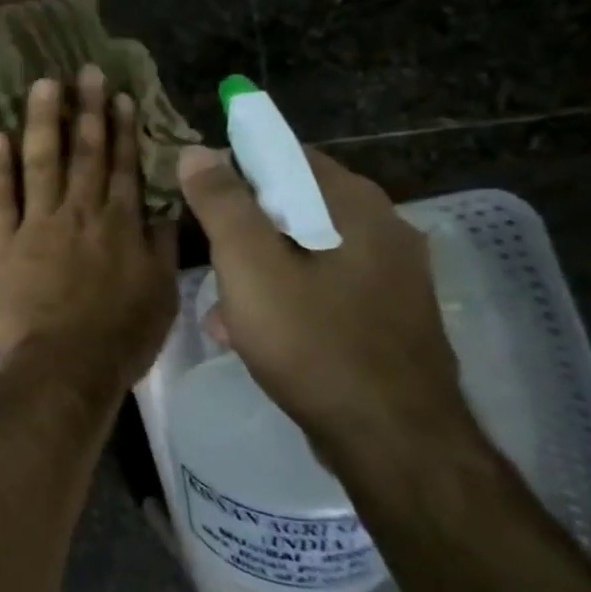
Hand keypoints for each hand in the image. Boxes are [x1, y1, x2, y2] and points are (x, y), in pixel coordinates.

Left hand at [0, 66, 177, 408]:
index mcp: (119, 225)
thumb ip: (160, 247)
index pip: (122, 166)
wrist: (66, 366)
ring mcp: (37, 224)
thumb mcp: (160, 294)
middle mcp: (80, 213)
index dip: (121, 129)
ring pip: (41, 163)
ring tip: (43, 84)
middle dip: (86, 110)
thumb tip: (161, 208)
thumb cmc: (119, 337)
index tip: (119, 96)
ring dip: (43, 121)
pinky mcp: (2, 242)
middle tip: (85, 71)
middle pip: (85, 153)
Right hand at [178, 145, 473, 455]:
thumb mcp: (250, 266)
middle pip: (292, 205)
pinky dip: (286, 297)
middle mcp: (383, 227)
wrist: (393, 441)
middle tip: (208, 262)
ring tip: (224, 311)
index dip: (234, 170)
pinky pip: (323, 286)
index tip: (198, 202)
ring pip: (304, 250)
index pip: (283, 155)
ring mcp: (392, 274)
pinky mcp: (388, 314)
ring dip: (258, 270)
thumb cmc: (313, 342)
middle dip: (241, 231)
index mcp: (354, 204)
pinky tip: (256, 334)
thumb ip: (222, 204)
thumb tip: (197, 150)